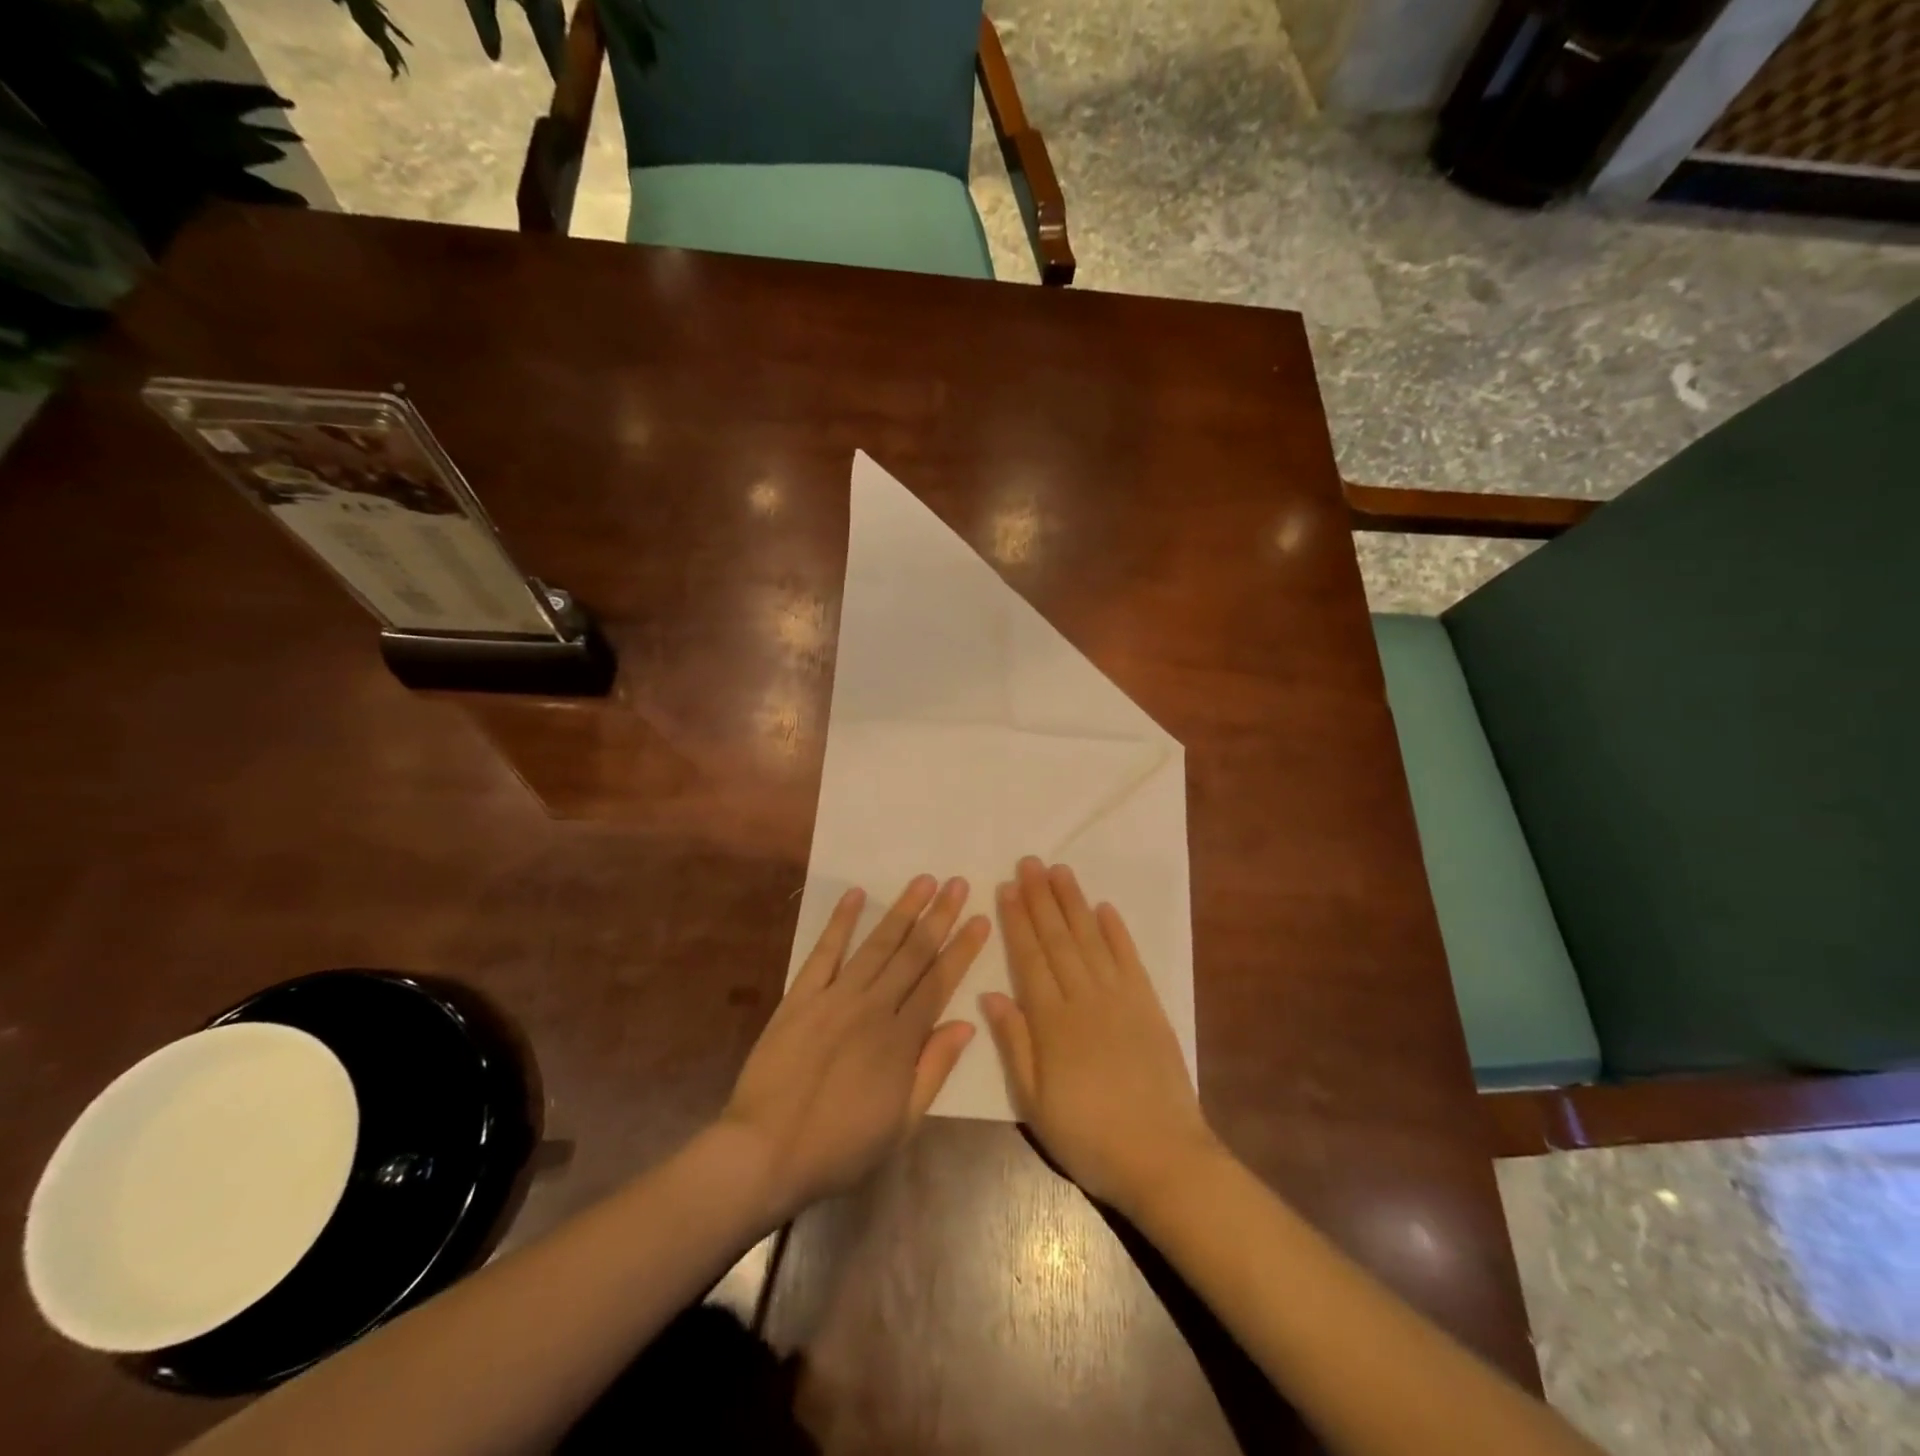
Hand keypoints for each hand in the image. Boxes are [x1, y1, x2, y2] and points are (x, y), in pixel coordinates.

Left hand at [719, 875, 988, 1222]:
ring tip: (923, 881)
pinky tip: (855, 895)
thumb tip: (966, 1024)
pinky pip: (824, 952)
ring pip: (877, 944)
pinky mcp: (800, 996)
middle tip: (958, 883)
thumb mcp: (902, 1124)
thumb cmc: (840, 1146)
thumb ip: (934, 1069)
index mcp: (901, 1039)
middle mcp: (873, 1007)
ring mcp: (835, 997)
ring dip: (902, 910)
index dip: (962, 949)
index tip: (979, 919)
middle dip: (939, 916)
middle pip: (913, 953)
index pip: (939, 982)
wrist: (766, 1151)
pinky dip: (840, 922)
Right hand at [982, 857, 1219, 1217]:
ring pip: (1091, 939)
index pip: (1029, 958)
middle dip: (1042, 898)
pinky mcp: (1149, 1006)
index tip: (1008, 887)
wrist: (1163, 1158)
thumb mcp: (1034, 1102)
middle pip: (1058, 939)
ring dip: (1074, 903)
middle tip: (1030, 862)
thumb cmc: (1088, 1137)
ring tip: (1060, 871)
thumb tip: (989, 994)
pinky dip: (1117, 931)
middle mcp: (1084, 998)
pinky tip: (1105, 908)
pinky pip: (1129, 960)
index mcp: (1052, 1022)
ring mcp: (1120, 999)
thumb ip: (1014, 1044)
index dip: (1017, 921)